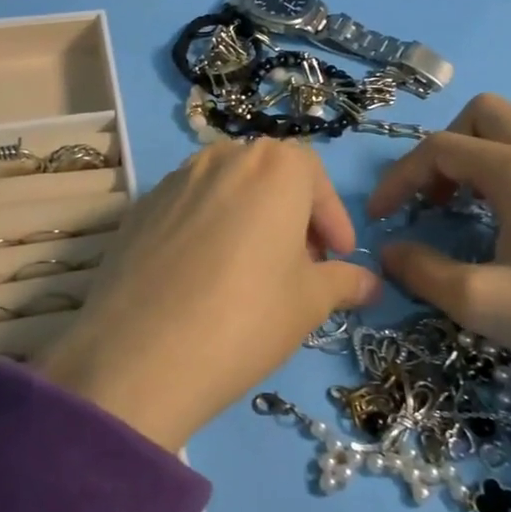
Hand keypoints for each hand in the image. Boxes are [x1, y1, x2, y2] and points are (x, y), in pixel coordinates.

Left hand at [37, 140, 380, 450]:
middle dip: (292, 216)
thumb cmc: (247, 317)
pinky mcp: (140, 207)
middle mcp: (223, 156)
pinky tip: (203, 277)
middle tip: (299, 266)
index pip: (315, 177)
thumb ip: (344, 282)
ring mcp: (175, 178)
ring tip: (251, 271)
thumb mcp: (309, 303)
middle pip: (269, 176)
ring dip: (248, 218)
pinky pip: (188, 207)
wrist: (141, 355)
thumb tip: (370, 283)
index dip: (331, 219)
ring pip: (227, 189)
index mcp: (274, 166)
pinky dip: (207, 229)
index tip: (337, 258)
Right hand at [368, 93, 510, 425]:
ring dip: (488, 138)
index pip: (439, 149)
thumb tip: (388, 250)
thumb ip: (424, 271)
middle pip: (482, 113)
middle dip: (444, 149)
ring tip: (478, 189)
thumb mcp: (487, 305)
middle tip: (435, 200)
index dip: (399, 178)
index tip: (380, 217)